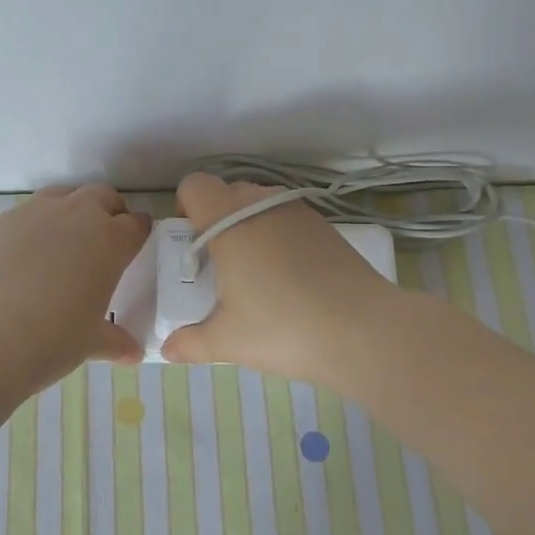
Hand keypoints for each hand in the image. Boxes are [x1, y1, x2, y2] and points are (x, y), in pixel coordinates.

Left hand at [0, 184, 151, 386]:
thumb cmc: (52, 339)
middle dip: (107, 212)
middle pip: (101, 197)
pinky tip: (21, 259)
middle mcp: (76, 216)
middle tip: (103, 240)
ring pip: (61, 196)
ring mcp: (33, 214)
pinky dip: (31, 229)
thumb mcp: (90, 343)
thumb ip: (114, 341)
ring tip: (62, 244)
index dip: (138, 233)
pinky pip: (24, 216)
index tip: (135, 244)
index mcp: (110, 241)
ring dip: (69, 211)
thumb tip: (133, 353)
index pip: (136, 224)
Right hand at [161, 172, 403, 382]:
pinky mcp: (327, 227)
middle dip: (216, 220)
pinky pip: (289, 218)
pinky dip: (279, 236)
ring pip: (260, 203)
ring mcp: (299, 213)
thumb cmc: (284, 328)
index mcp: (230, 223)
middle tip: (219, 264)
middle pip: (227, 192)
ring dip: (249, 225)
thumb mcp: (228, 342)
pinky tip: (289, 278)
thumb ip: (191, 343)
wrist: (365, 330)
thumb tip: (168, 349)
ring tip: (255, 271)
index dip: (185, 208)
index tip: (191, 245)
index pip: (195, 186)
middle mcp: (262, 206)